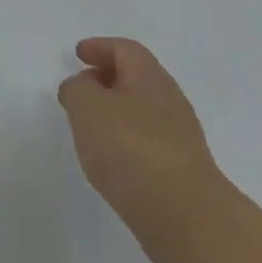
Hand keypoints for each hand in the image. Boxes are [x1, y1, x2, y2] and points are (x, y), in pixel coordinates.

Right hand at [58, 37, 228, 262]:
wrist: (184, 215)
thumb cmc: (131, 150)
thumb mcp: (88, 108)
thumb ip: (77, 89)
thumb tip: (81, 86)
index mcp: (150, 79)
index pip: (126, 50)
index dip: (100, 47)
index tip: (78, 53)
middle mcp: (169, 101)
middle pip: (136, 77)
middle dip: (106, 77)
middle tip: (79, 88)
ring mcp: (177, 136)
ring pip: (141, 109)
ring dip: (113, 110)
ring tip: (87, 125)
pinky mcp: (177, 168)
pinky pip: (145, 139)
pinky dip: (123, 137)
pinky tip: (108, 157)